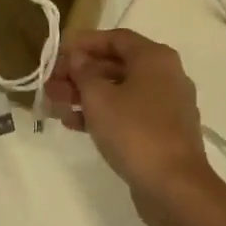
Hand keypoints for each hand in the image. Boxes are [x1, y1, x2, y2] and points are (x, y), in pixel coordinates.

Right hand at [45, 28, 219, 222]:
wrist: (174, 187)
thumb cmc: (135, 131)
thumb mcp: (99, 97)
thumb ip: (84, 72)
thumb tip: (79, 57)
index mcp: (155, 58)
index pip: (115, 38)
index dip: (84, 43)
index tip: (58, 53)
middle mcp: (165, 76)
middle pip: (115, 65)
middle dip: (80, 73)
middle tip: (50, 84)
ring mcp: (166, 105)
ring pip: (119, 91)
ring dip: (86, 95)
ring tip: (55, 106)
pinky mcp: (162, 132)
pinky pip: (128, 113)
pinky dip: (102, 114)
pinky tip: (74, 124)